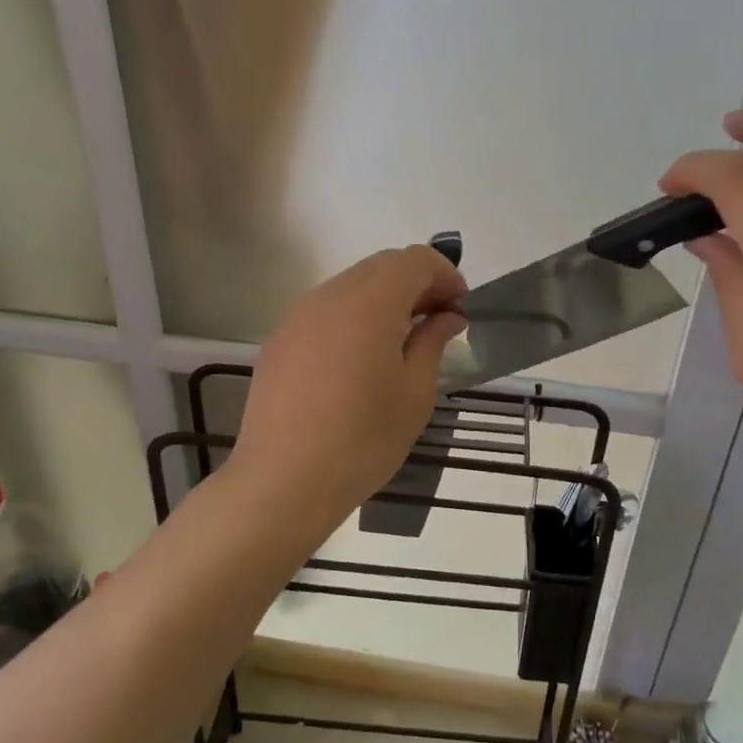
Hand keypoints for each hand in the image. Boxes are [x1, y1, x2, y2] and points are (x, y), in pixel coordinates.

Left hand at [230, 246, 466, 529]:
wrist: (283, 482)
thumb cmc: (362, 440)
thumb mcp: (415, 394)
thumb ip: (433, 341)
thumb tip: (446, 316)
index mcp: (370, 302)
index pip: (416, 260)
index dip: (445, 275)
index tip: (460, 308)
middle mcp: (331, 295)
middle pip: (383, 265)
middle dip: (417, 283)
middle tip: (438, 321)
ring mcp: (299, 315)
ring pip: (352, 284)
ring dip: (385, 298)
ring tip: (402, 340)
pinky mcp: (281, 338)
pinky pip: (327, 309)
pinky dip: (355, 315)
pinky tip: (361, 358)